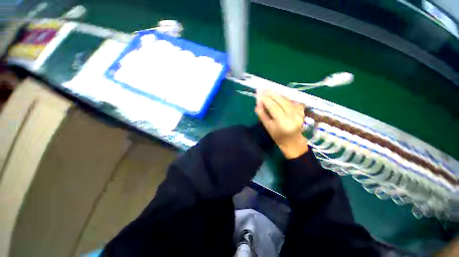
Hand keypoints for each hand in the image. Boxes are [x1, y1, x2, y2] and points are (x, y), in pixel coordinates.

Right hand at [255, 91, 308, 158]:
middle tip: (262, 89)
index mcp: (283, 121)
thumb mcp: (268, 127)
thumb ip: (262, 115)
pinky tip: (277, 95)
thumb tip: (257, 104)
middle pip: (280, 100)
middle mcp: (292, 115)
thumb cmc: (278, 136)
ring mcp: (298, 112)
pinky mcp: (301, 110)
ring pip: (286, 99)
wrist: (293, 141)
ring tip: (268, 90)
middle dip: (270, 94)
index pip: (273, 106)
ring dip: (276, 94)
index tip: (258, 93)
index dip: (265, 99)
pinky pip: (290, 101)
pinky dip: (283, 97)